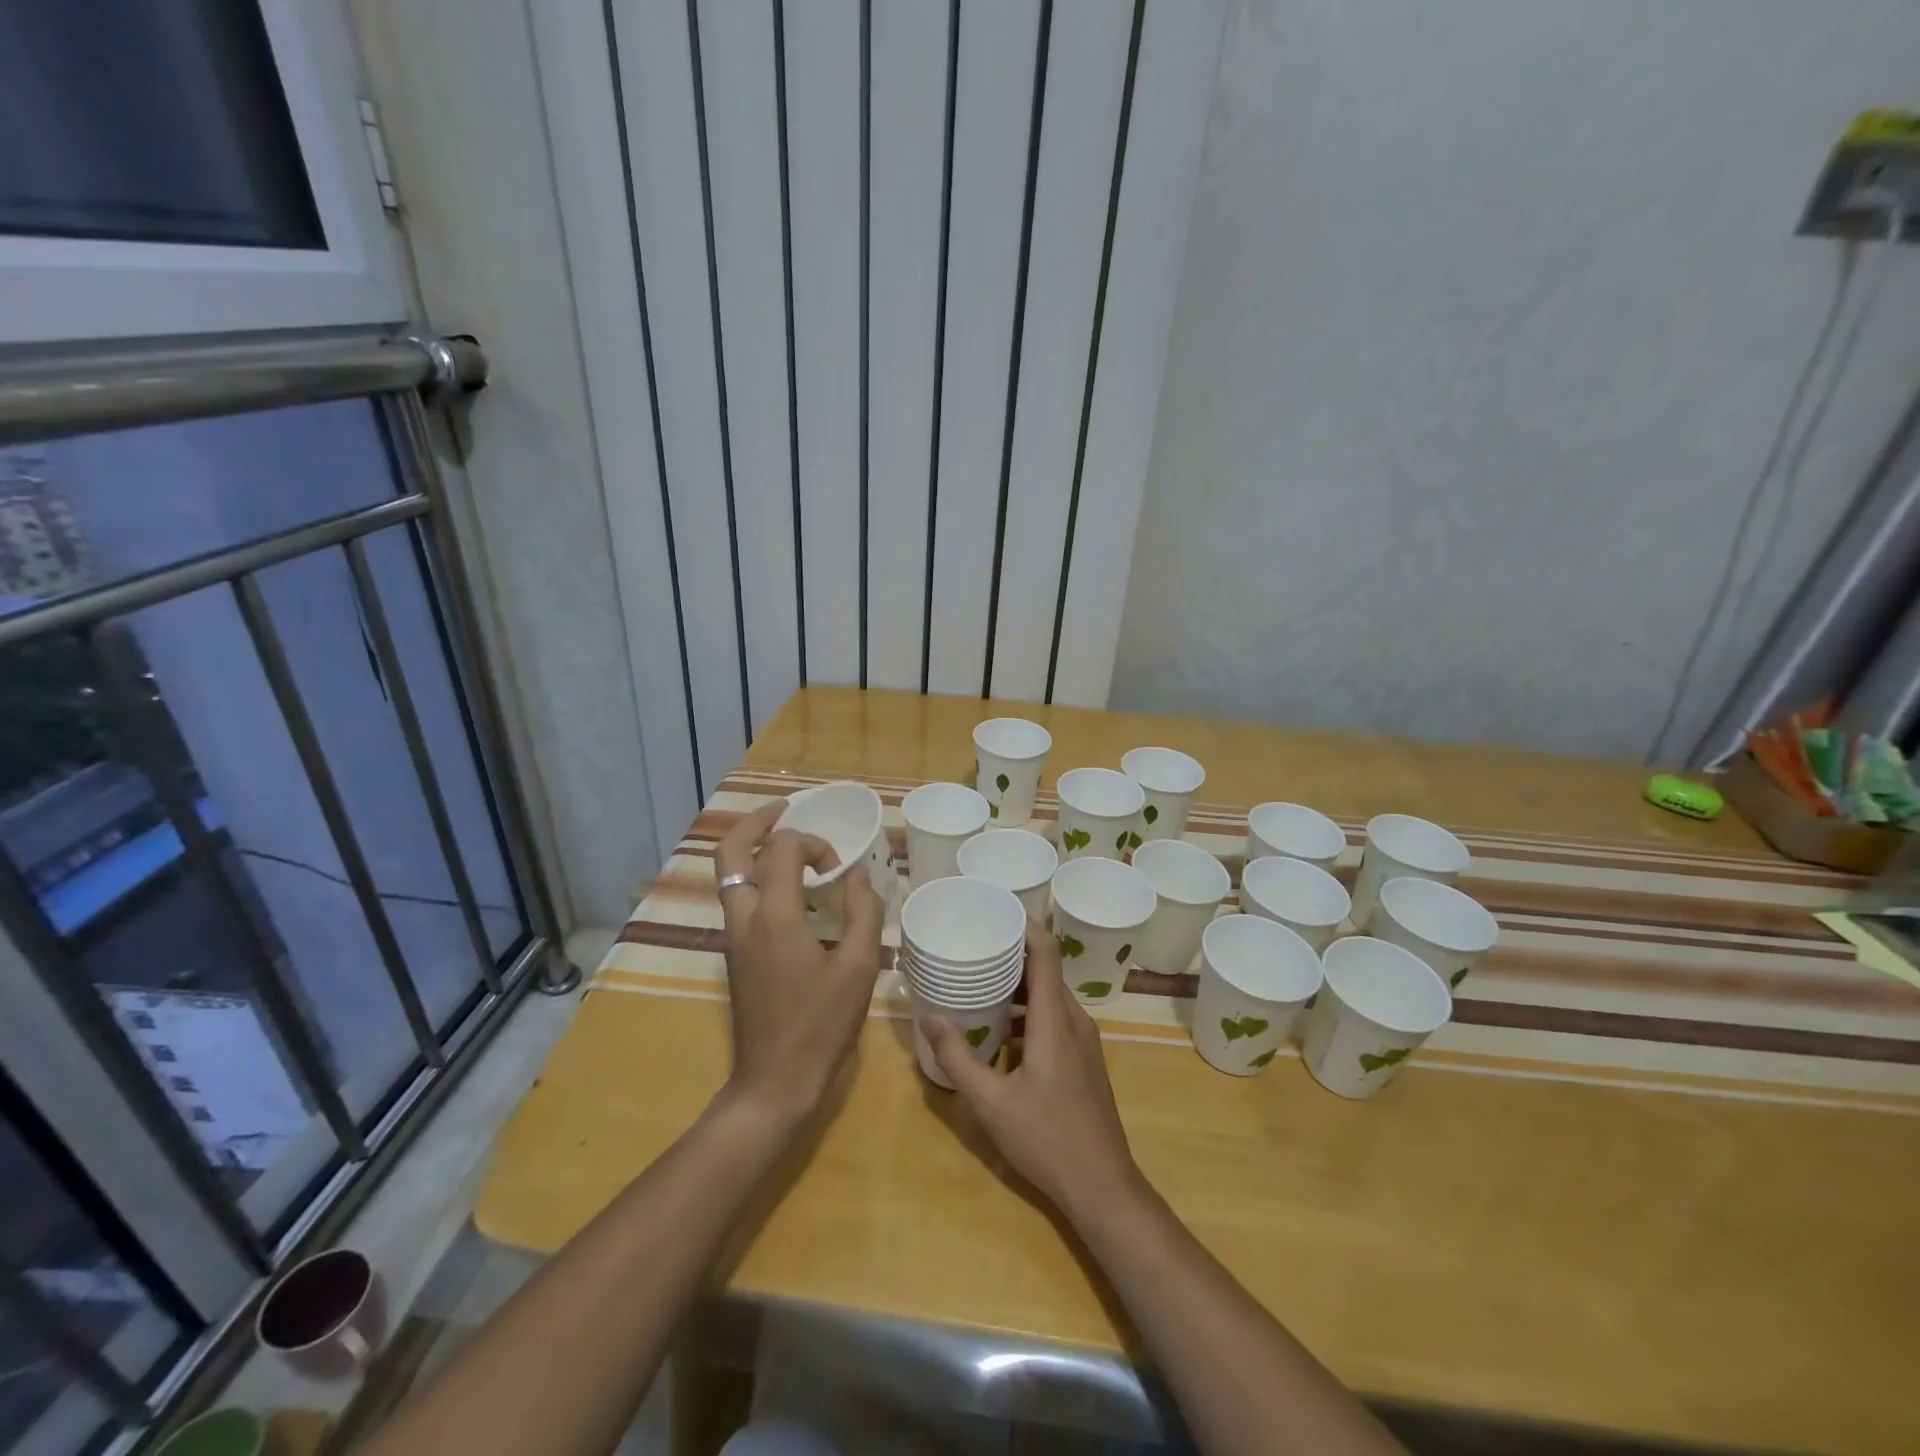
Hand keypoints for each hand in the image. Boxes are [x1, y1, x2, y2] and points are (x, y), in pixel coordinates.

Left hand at [714, 803, 883, 1128]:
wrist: (774, 1082)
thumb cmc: (821, 1026)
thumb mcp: (859, 968)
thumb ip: (864, 913)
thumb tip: (859, 876)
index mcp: (775, 916)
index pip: (783, 849)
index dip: (814, 844)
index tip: (839, 871)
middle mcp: (744, 918)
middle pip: (730, 851)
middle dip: (756, 822)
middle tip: (785, 809)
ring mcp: (733, 937)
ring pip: (728, 874)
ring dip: (753, 848)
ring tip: (787, 843)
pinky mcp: (734, 954)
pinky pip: (737, 897)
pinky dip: (757, 877)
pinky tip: (790, 891)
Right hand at [925, 919, 1144, 1221]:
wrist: (1103, 1187)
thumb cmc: (1047, 1139)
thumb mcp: (991, 1102)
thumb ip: (958, 1058)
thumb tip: (929, 1016)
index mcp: (1056, 1019)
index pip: (1046, 951)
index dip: (1024, 925)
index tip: (994, 912)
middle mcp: (1074, 1020)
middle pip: (1045, 971)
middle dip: (1011, 956)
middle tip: (973, 949)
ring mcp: (1084, 1041)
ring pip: (1050, 997)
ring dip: (1018, 988)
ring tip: (979, 986)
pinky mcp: (1084, 1060)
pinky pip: (1055, 1019)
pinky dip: (1028, 1013)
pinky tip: (1000, 1033)